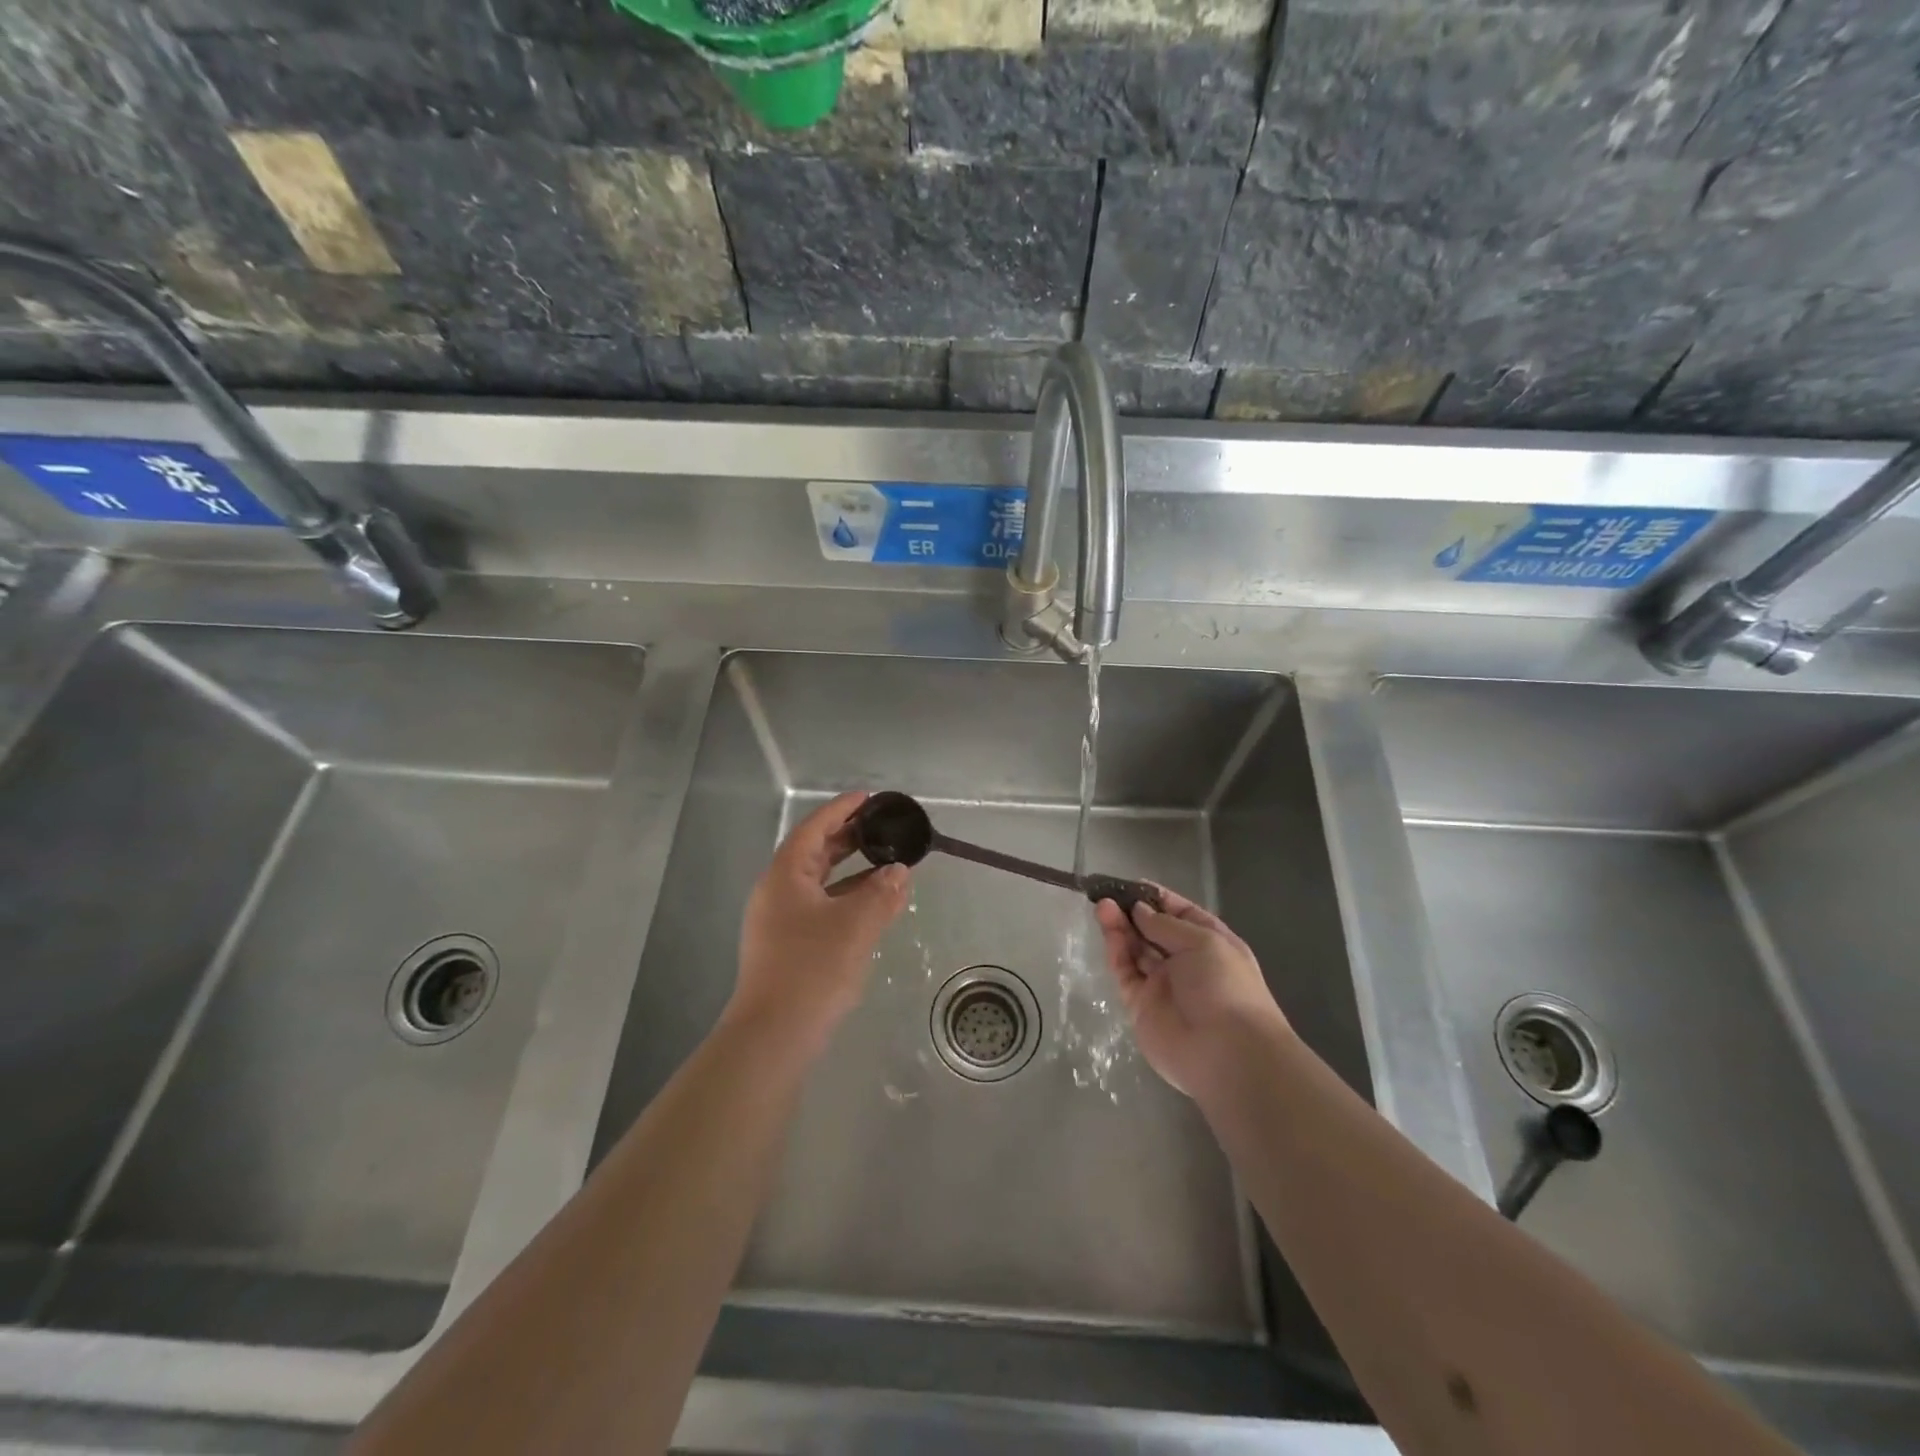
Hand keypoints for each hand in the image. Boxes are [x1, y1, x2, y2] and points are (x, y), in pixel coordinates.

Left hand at [730, 791, 911, 1050]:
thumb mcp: (855, 925)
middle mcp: (777, 892)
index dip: (841, 810)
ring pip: (819, 883)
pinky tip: (872, 906)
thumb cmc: (813, 968)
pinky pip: (820, 907)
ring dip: (851, 871)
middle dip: (848, 838)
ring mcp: (779, 921)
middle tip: (882, 828)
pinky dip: (846, 898)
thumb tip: (899, 872)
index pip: (814, 829)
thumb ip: (881, 893)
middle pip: (814, 853)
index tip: (868, 798)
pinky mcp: (787, 946)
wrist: (775, 1035)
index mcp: (785, 875)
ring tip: (886, 863)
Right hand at [1093, 888, 1288, 1096]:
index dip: (1158, 899)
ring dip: (1121, 927)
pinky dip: (1116, 950)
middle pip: (1154, 931)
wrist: (1226, 1053)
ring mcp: (1163, 985)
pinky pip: (1126, 971)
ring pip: (1136, 949)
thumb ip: (1165, 925)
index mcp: (1211, 944)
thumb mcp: (1202, 942)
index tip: (1133, 885)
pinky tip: (1108, 928)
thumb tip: (1139, 911)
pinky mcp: (1140, 1005)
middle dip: (1134, 912)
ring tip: (1103, 905)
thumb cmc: (1225, 986)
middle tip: (1109, 893)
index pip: (1182, 914)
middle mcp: (1186, 963)